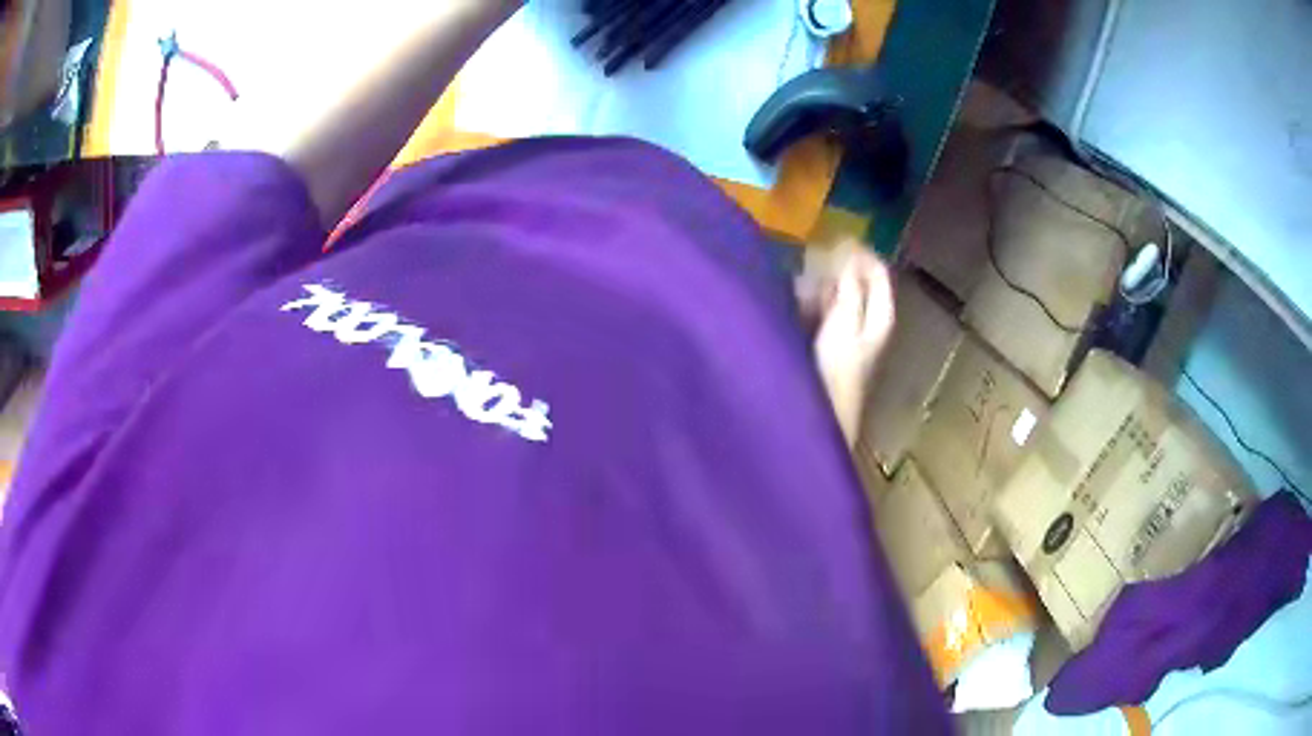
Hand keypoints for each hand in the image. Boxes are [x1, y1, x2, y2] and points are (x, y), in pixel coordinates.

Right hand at [796, 240, 895, 447]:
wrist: (823, 415)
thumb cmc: (838, 369)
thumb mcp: (846, 322)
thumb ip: (850, 287)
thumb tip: (851, 254)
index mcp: (880, 314)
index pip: (878, 272)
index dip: (859, 253)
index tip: (834, 238)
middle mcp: (868, 321)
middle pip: (858, 283)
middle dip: (836, 268)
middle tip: (811, 258)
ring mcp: (849, 333)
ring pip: (838, 296)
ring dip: (820, 285)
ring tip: (798, 281)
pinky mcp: (830, 345)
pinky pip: (822, 313)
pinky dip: (811, 303)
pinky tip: (794, 301)